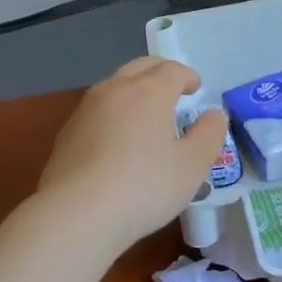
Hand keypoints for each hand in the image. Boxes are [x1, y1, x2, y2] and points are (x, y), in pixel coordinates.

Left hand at [39, 57, 226, 250]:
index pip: (172, 70)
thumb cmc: (144, 187)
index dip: (187, 76)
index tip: (195, 88)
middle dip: (160, 72)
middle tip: (173, 89)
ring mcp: (85, 109)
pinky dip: (113, 112)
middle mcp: (114, 89)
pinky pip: (97, 110)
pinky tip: (117, 139)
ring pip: (114, 85)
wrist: (76, 214)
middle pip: (140, 67)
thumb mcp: (192, 166)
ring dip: (134, 89)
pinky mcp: (67, 132)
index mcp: (148, 91)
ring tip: (146, 112)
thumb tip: (213, 114)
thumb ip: (209, 135)